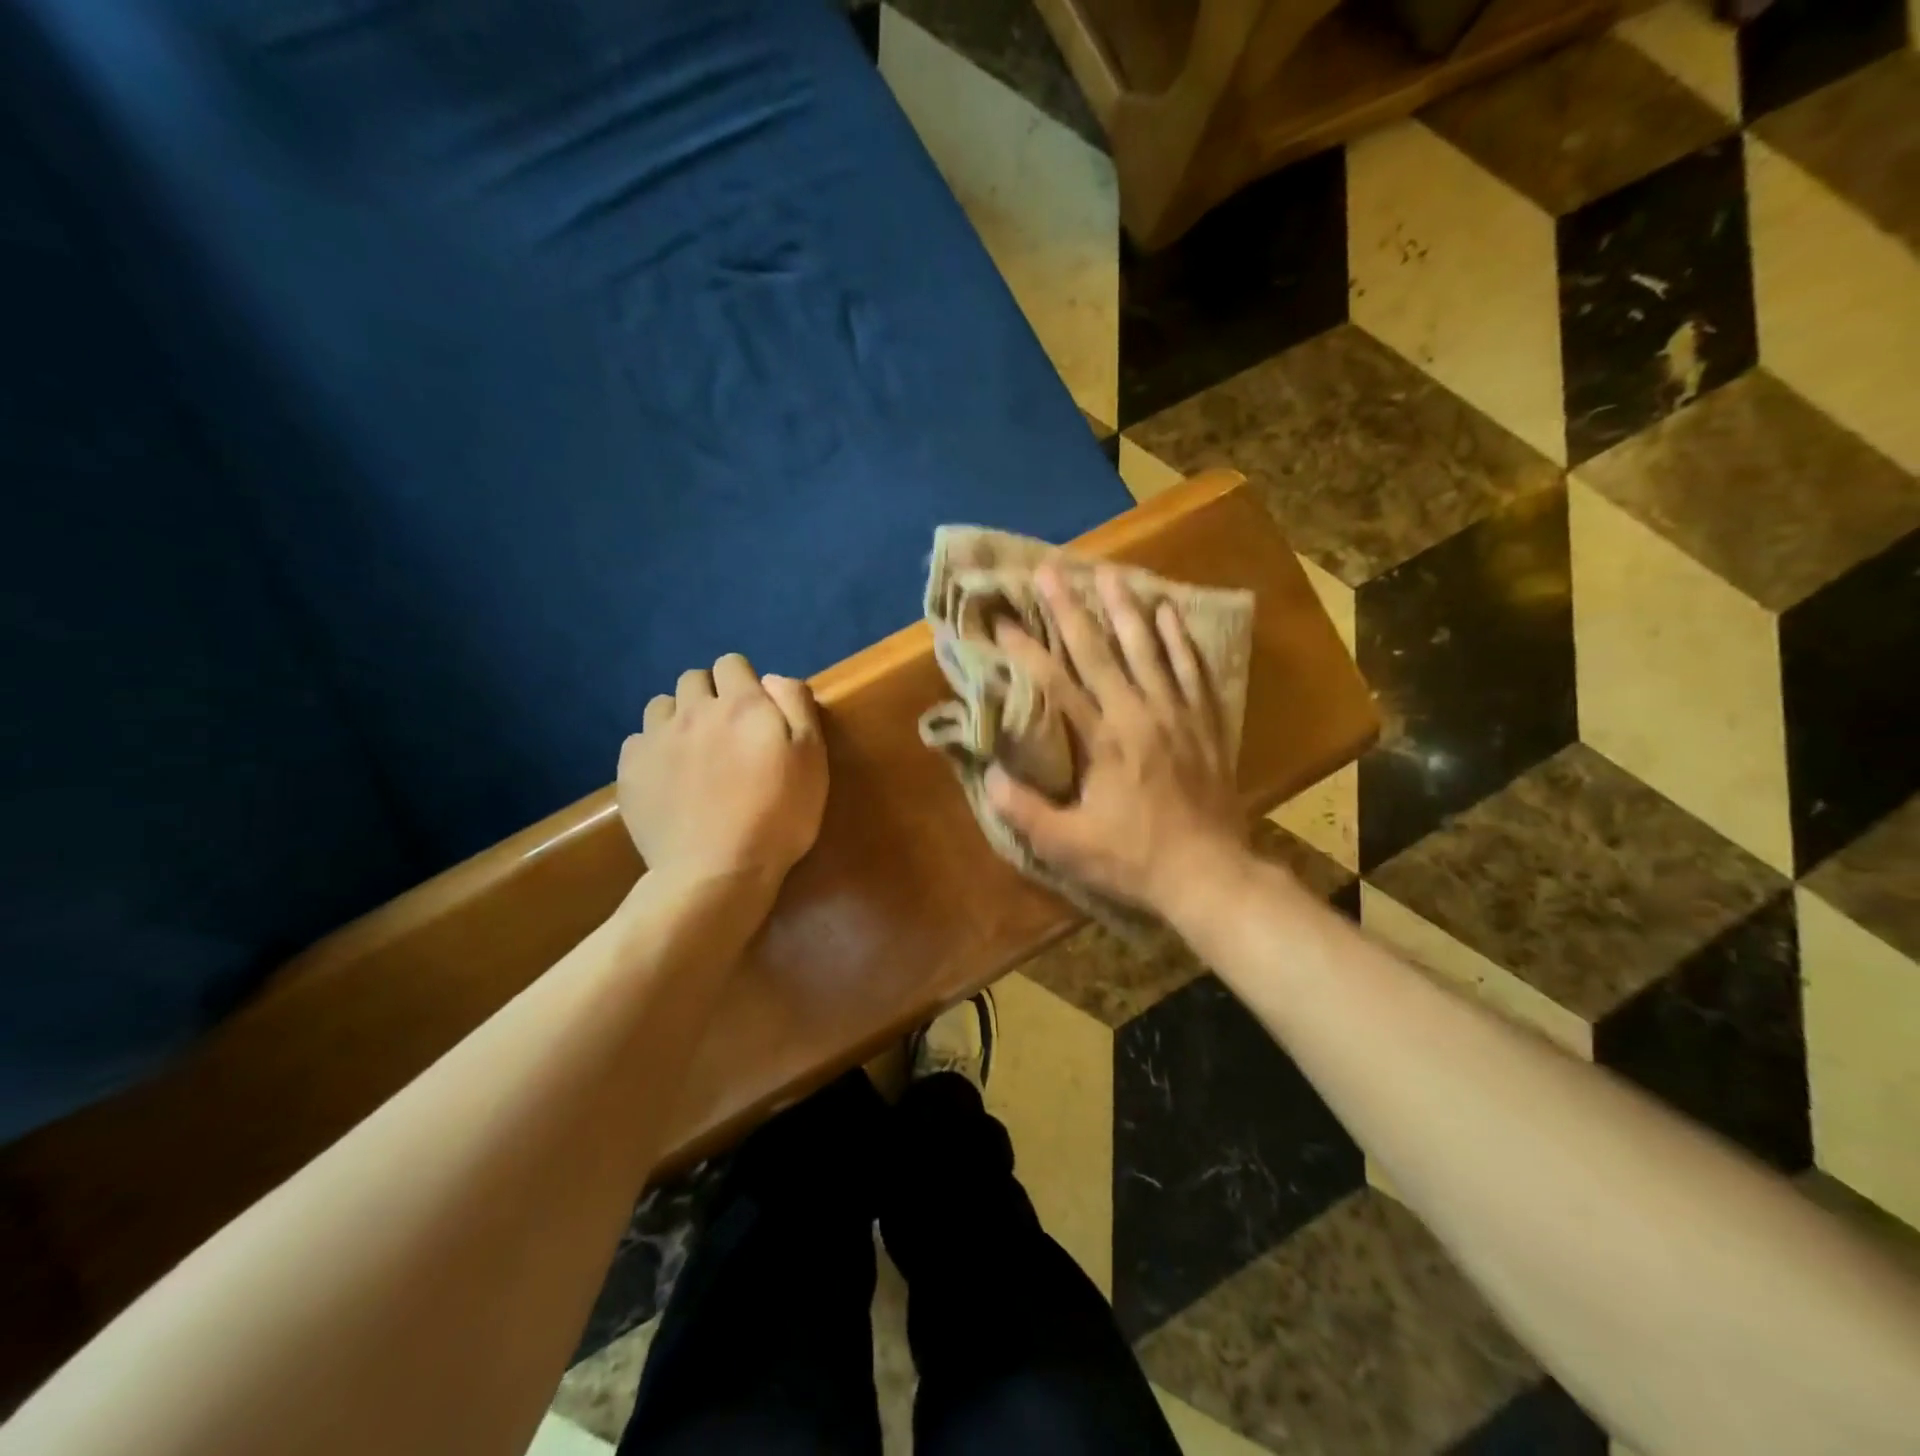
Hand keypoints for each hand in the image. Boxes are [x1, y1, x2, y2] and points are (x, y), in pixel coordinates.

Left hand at [618, 654, 827, 886]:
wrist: (717, 872)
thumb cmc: (778, 815)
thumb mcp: (812, 757)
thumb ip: (795, 705)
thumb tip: (771, 678)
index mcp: (740, 703)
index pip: (732, 664)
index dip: (744, 682)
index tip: (756, 712)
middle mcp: (693, 710)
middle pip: (693, 679)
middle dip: (710, 695)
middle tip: (727, 732)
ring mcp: (656, 740)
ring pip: (661, 706)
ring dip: (678, 717)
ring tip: (694, 751)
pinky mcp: (631, 771)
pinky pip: (637, 742)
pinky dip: (653, 750)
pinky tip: (669, 778)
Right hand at [986, 564, 1246, 917]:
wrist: (1209, 874)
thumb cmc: (1134, 860)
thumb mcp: (1068, 845)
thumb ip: (1024, 811)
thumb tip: (988, 776)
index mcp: (1104, 740)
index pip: (1057, 683)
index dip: (1026, 650)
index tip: (1002, 622)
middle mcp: (1140, 714)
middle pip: (1101, 651)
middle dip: (1071, 609)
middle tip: (1051, 571)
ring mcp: (1177, 715)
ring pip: (1149, 649)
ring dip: (1126, 609)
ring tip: (1110, 572)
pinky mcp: (1205, 723)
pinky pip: (1192, 670)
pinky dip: (1179, 639)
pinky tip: (1170, 612)